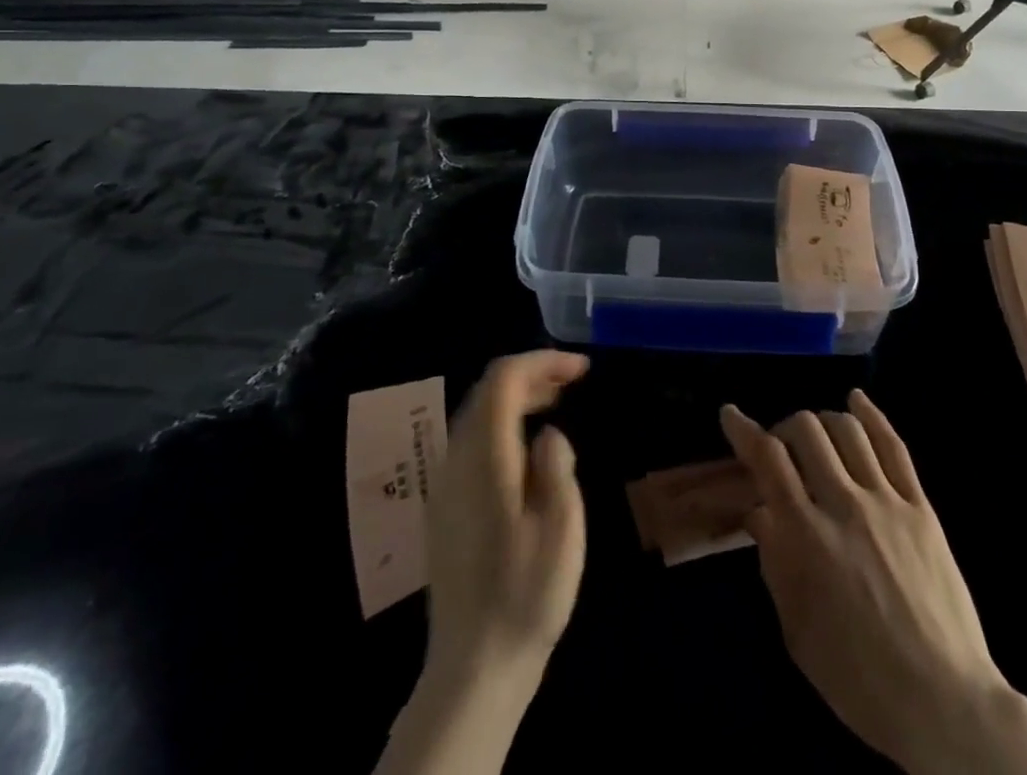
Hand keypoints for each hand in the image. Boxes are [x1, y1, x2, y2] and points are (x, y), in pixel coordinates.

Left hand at [426, 350, 589, 685]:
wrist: (474, 666)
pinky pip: (472, 441)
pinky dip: (502, 424)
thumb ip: (557, 466)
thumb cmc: (526, 594)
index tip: (582, 369)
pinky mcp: (445, 505)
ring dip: (516, 398)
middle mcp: (456, 460)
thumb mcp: (561, 527)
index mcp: (485, 457)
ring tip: (556, 405)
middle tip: (573, 381)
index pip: (504, 379)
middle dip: (531, 375)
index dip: (543, 361)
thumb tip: (549, 434)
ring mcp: (445, 483)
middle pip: (487, 391)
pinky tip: (527, 449)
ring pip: (477, 414)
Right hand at [721, 392, 1026, 774]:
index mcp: (807, 536)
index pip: (768, 460)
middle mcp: (844, 504)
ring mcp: (886, 501)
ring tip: (816, 435)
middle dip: (784, 428)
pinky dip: (872, 415)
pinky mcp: (920, 507)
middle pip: (807, 431)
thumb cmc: (858, 678)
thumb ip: (775, 561)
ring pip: (848, 429)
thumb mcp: (797, 629)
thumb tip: (759, 511)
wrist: (942, 702)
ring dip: (823, 420)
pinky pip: (894, 446)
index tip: (730, 414)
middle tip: (781, 448)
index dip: (744, 430)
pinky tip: (857, 400)